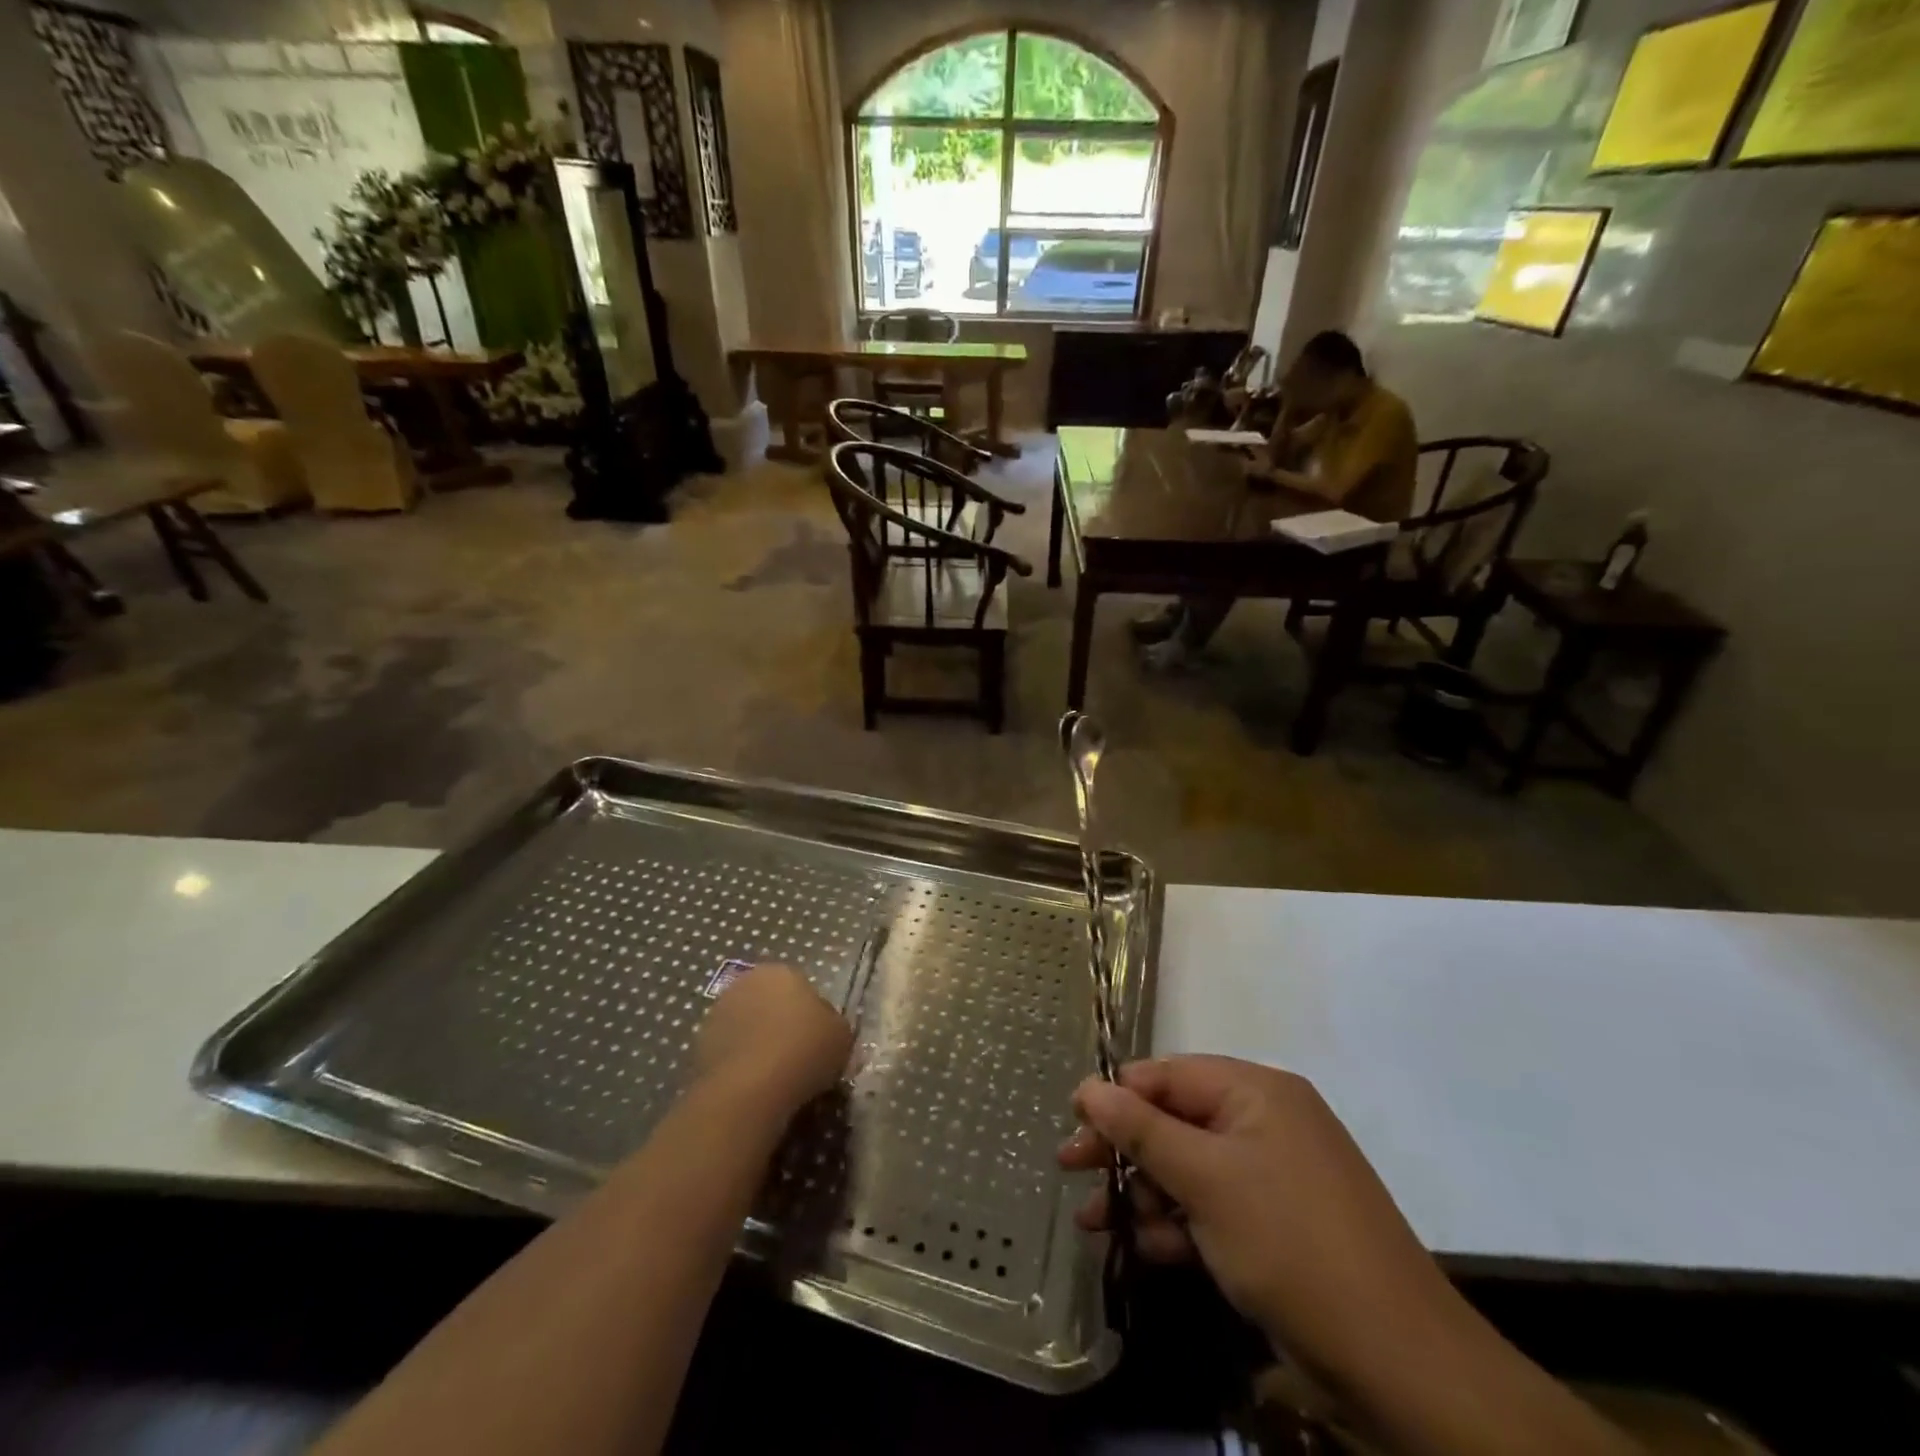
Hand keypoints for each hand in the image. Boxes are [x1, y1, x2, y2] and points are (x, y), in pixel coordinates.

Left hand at [692, 963, 851, 1116]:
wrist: (750, 1089)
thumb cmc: (804, 1050)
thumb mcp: (842, 1036)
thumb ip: (833, 1026)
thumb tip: (825, 1031)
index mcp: (781, 971)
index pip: (800, 987)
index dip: (811, 1015)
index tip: (818, 1041)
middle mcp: (745, 983)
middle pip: (769, 1003)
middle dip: (780, 1024)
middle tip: (797, 1057)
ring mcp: (717, 1014)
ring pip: (746, 1027)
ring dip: (757, 1044)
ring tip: (774, 1078)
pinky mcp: (698, 1046)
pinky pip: (729, 1053)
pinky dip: (740, 1066)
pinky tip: (753, 1089)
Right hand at [1059, 1057, 1461, 1381]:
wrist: (1396, 1360)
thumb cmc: (1287, 1242)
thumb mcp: (1204, 1179)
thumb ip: (1140, 1129)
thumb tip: (1088, 1086)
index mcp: (1256, 1090)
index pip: (1168, 1074)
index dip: (1117, 1095)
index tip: (1073, 1123)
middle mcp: (1265, 1121)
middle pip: (1175, 1120)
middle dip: (1124, 1149)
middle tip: (1072, 1169)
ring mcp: (1273, 1175)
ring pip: (1189, 1167)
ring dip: (1145, 1192)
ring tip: (1096, 1223)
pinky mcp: (1276, 1224)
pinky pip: (1213, 1206)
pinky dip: (1178, 1222)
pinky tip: (1145, 1247)